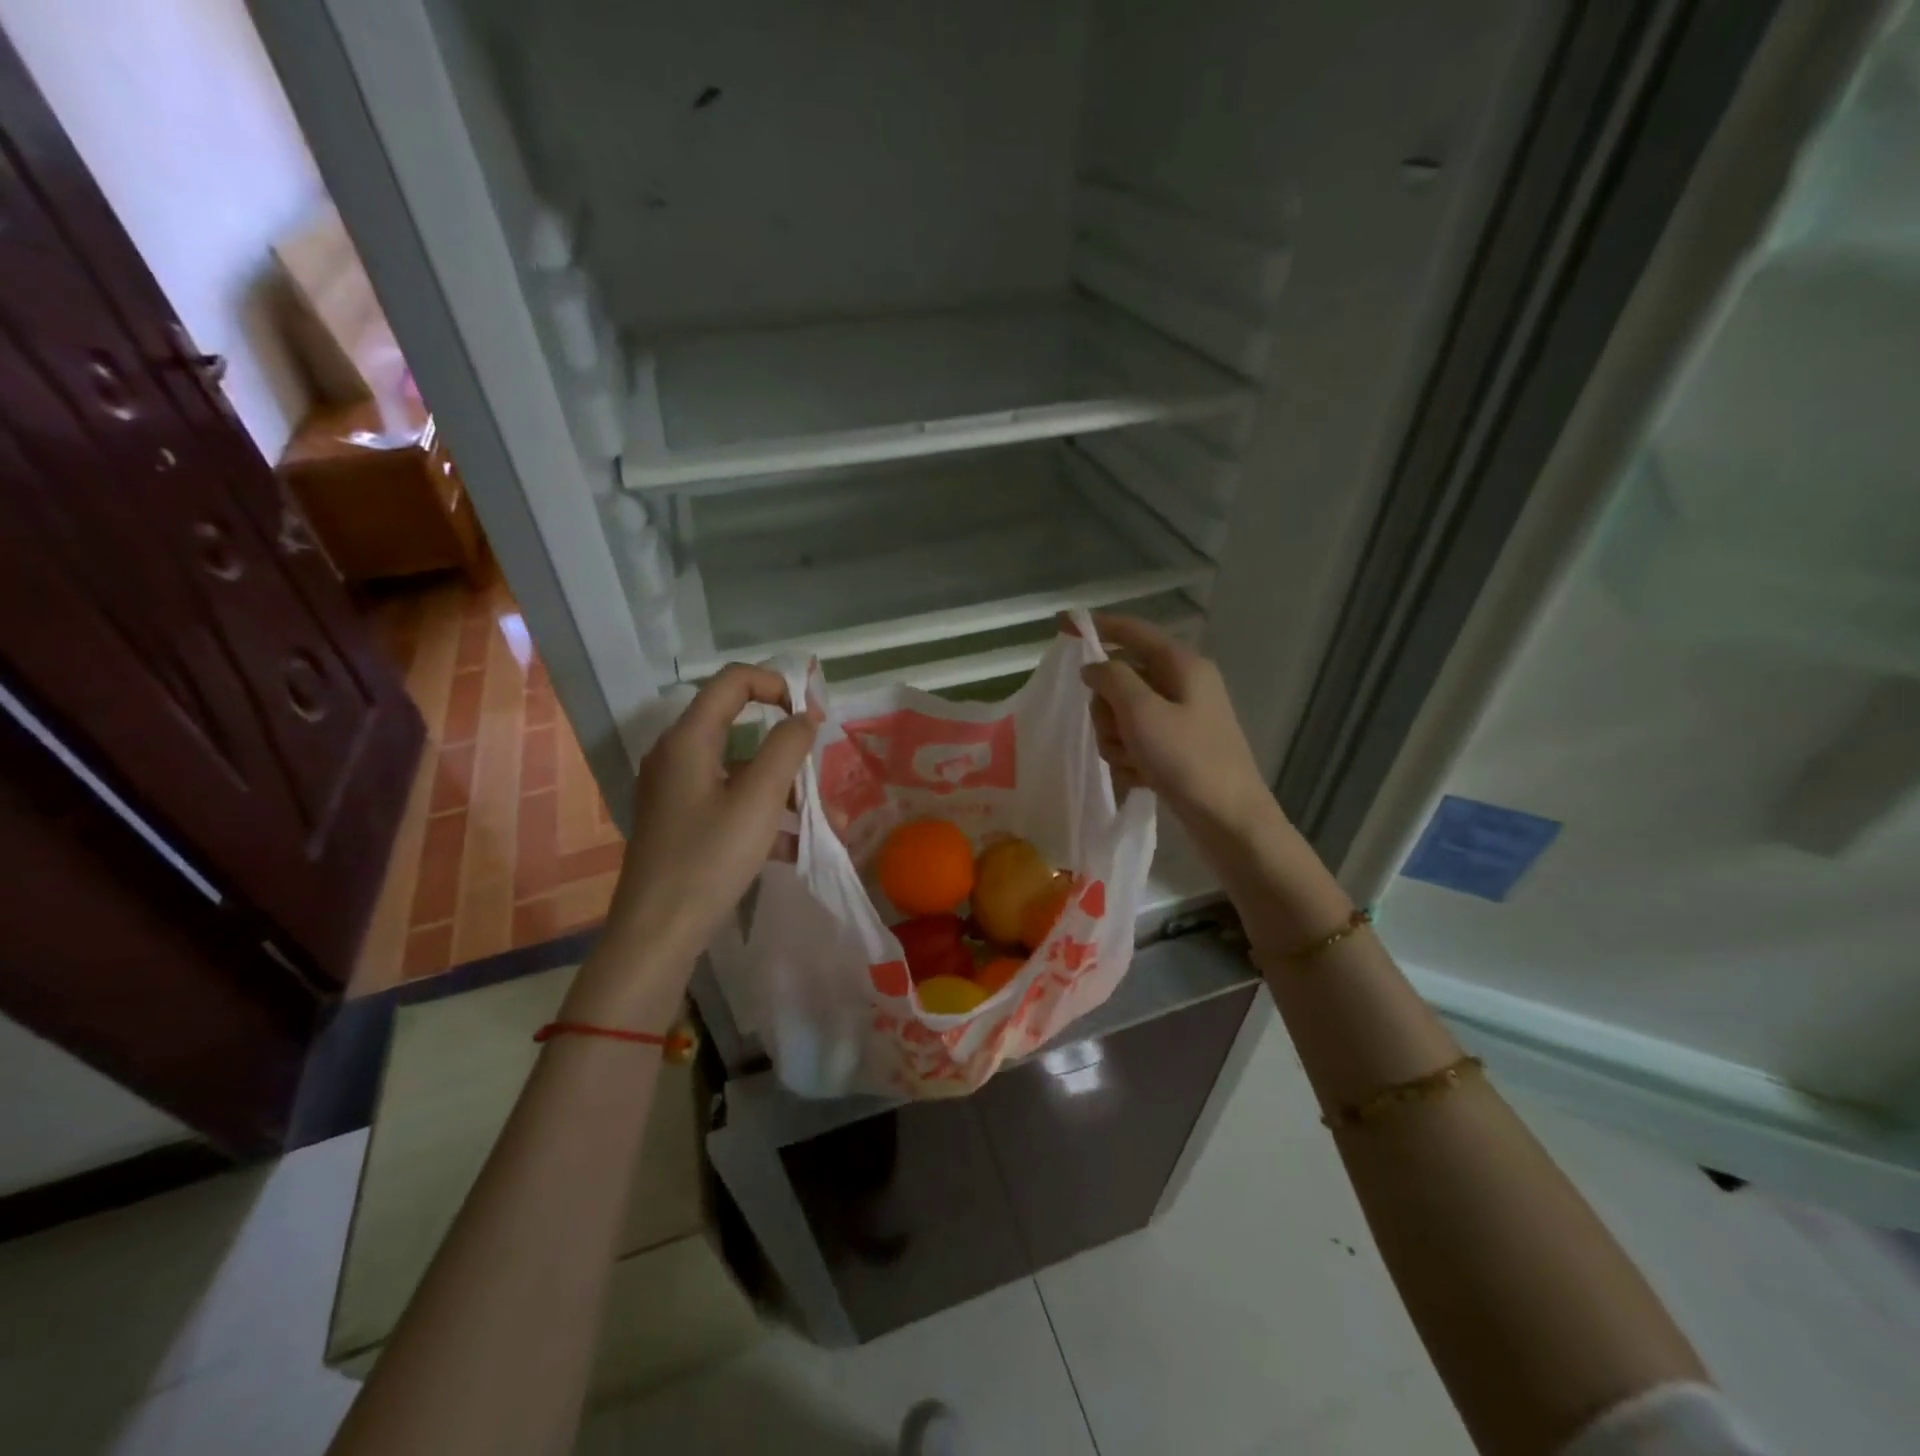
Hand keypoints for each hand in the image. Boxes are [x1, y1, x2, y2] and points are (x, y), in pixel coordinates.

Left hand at [568, 664, 818, 1026]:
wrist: (657, 933)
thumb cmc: (710, 858)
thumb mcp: (760, 799)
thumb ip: (787, 748)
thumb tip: (804, 717)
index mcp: (689, 738)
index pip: (734, 680)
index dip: (778, 685)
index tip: (813, 717)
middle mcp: (677, 755)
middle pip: (739, 725)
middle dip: (786, 747)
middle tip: (818, 774)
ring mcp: (675, 790)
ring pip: (739, 769)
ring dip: (781, 786)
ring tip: (819, 822)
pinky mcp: (680, 821)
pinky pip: (729, 800)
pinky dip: (762, 813)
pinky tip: (793, 846)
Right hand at [1079, 614, 1271, 840]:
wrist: (1229, 820)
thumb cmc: (1187, 760)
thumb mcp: (1142, 713)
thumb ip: (1112, 679)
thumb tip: (1092, 665)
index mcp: (1182, 665)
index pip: (1133, 631)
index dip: (1098, 626)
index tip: (1062, 624)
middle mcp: (1182, 684)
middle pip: (1122, 678)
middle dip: (1107, 707)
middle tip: (1115, 730)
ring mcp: (1180, 718)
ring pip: (1123, 713)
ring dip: (1116, 738)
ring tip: (1132, 761)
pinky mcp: (1176, 747)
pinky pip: (1136, 740)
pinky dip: (1130, 757)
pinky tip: (1139, 776)